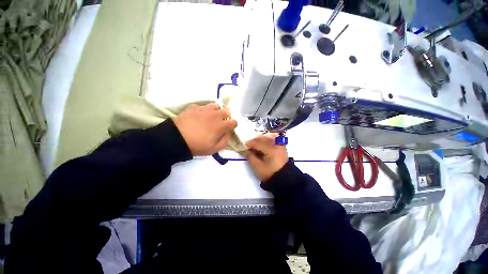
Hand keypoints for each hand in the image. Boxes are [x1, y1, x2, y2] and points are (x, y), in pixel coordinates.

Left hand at [174, 103, 236, 155]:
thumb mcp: (214, 149)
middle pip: (227, 111)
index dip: (233, 125)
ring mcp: (204, 109)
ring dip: (216, 111)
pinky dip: (204, 110)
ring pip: (216, 106)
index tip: (230, 128)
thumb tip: (228, 133)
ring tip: (211, 117)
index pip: (234, 122)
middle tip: (221, 122)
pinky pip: (203, 106)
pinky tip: (200, 116)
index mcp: (221, 125)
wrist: (177, 139)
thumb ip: (225, 141)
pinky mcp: (194, 107)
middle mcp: (215, 115)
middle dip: (227, 117)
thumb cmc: (197, 145)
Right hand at [244, 133, 288, 181]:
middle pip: (262, 138)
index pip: (257, 142)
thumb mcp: (257, 167)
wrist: (284, 179)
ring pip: (267, 138)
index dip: (248, 143)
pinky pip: (273, 139)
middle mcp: (276, 144)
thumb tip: (244, 150)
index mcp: (271, 149)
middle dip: (253, 141)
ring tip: (254, 147)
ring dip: (259, 140)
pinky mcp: (281, 146)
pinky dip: (266, 140)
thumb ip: (250, 157)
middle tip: (247, 147)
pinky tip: (262, 145)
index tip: (242, 146)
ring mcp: (280, 144)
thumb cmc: (270, 174)